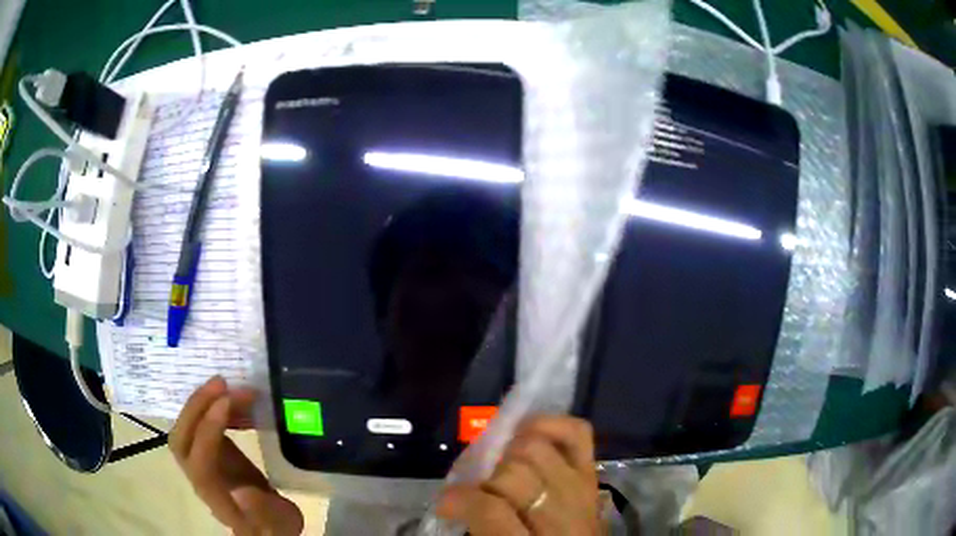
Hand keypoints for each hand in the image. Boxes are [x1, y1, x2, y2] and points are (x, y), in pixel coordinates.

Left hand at [169, 376, 303, 535]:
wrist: (267, 527)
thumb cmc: (274, 526)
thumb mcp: (277, 522)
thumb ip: (261, 511)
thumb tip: (242, 491)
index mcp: (216, 496)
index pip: (199, 460)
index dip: (208, 430)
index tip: (228, 402)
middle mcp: (200, 477)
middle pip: (182, 439)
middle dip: (196, 407)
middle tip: (221, 383)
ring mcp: (200, 462)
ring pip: (187, 429)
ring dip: (202, 403)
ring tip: (227, 384)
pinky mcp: (208, 452)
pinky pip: (200, 425)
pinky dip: (211, 408)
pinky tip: (233, 402)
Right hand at [436, 416, 600, 534]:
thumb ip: (480, 527)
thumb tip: (453, 499)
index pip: (492, 511)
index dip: (460, 500)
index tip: (445, 503)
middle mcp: (563, 517)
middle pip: (515, 474)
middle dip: (487, 478)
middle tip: (477, 489)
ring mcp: (583, 491)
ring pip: (538, 449)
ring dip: (510, 453)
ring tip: (500, 468)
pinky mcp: (592, 475)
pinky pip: (576, 434)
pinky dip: (548, 426)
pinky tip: (525, 435)